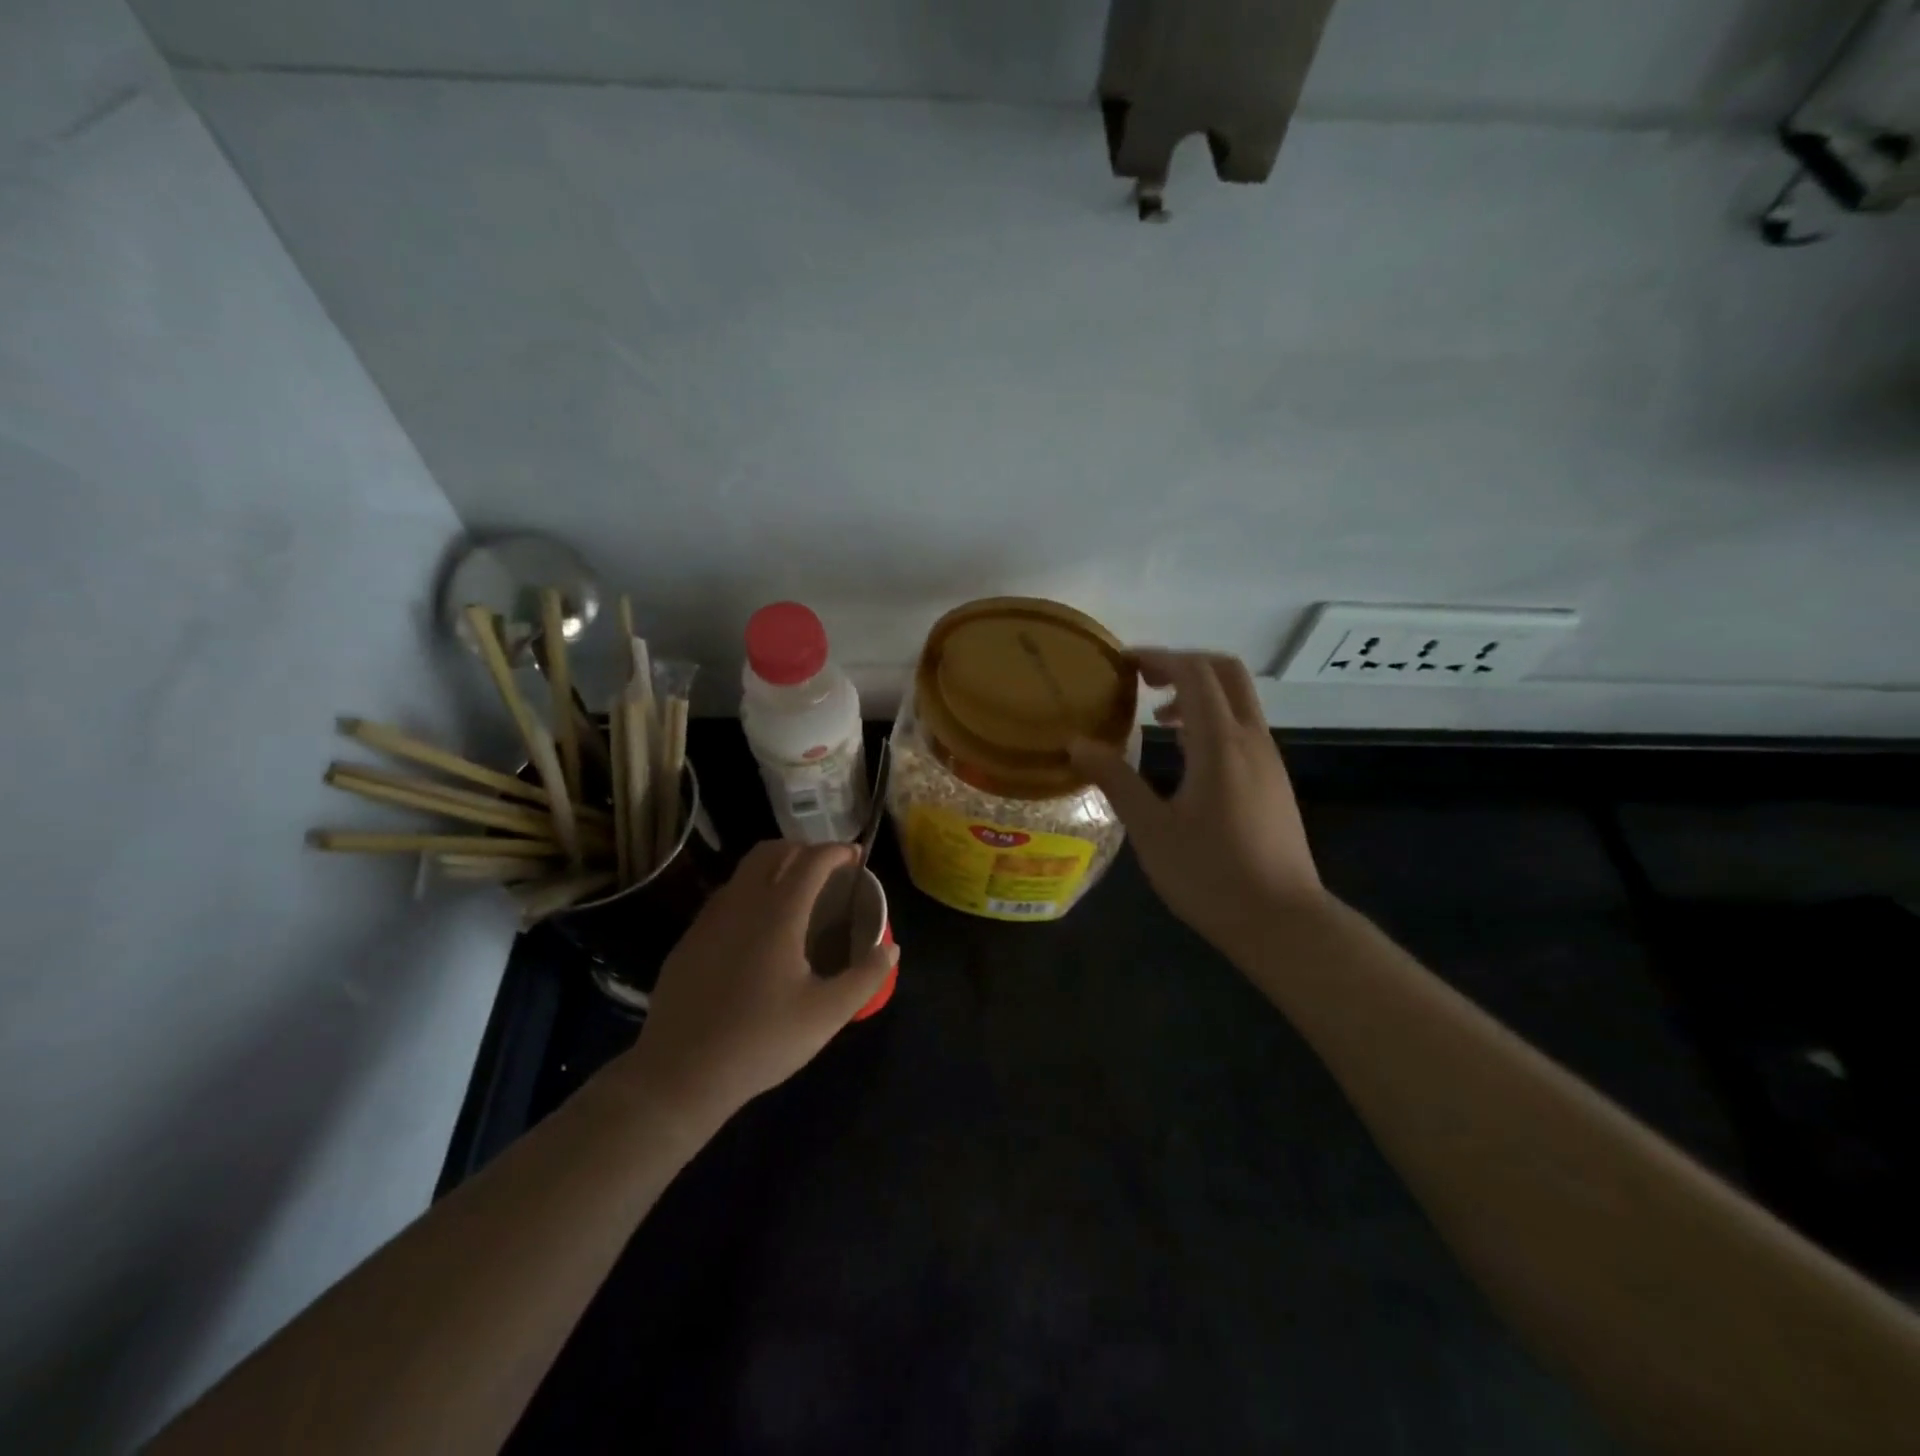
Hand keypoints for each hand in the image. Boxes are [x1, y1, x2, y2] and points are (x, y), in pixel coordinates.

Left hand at [615, 841, 896, 1141]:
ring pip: (744, 872)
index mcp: (778, 913)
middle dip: (803, 849)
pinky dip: (750, 893)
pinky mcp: (689, 940)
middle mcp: (741, 903)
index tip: (855, 857)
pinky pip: (725, 897)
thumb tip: (890, 948)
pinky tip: (758, 929)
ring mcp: (709, 920)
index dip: (836, 851)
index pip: (811, 860)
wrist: (679, 1074)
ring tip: (796, 893)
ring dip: (774, 868)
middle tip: (826, 869)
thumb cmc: (761, 1040)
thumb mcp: (826, 1015)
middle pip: (771, 851)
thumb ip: (866, 977)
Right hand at [1070, 650, 1323, 960]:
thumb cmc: (1210, 874)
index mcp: (1220, 743)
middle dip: (1184, 664)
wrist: (1281, 921)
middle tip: (1143, 680)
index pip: (1194, 672)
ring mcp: (1269, 759)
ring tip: (1157, 718)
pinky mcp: (1274, 781)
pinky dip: (1213, 718)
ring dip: (1199, 693)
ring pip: (1239, 699)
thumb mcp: (1151, 829)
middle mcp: (1251, 739)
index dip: (1158, 658)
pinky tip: (1186, 756)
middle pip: (1226, 672)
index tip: (1123, 664)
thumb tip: (1076, 744)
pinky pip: (1243, 727)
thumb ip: (1115, 780)